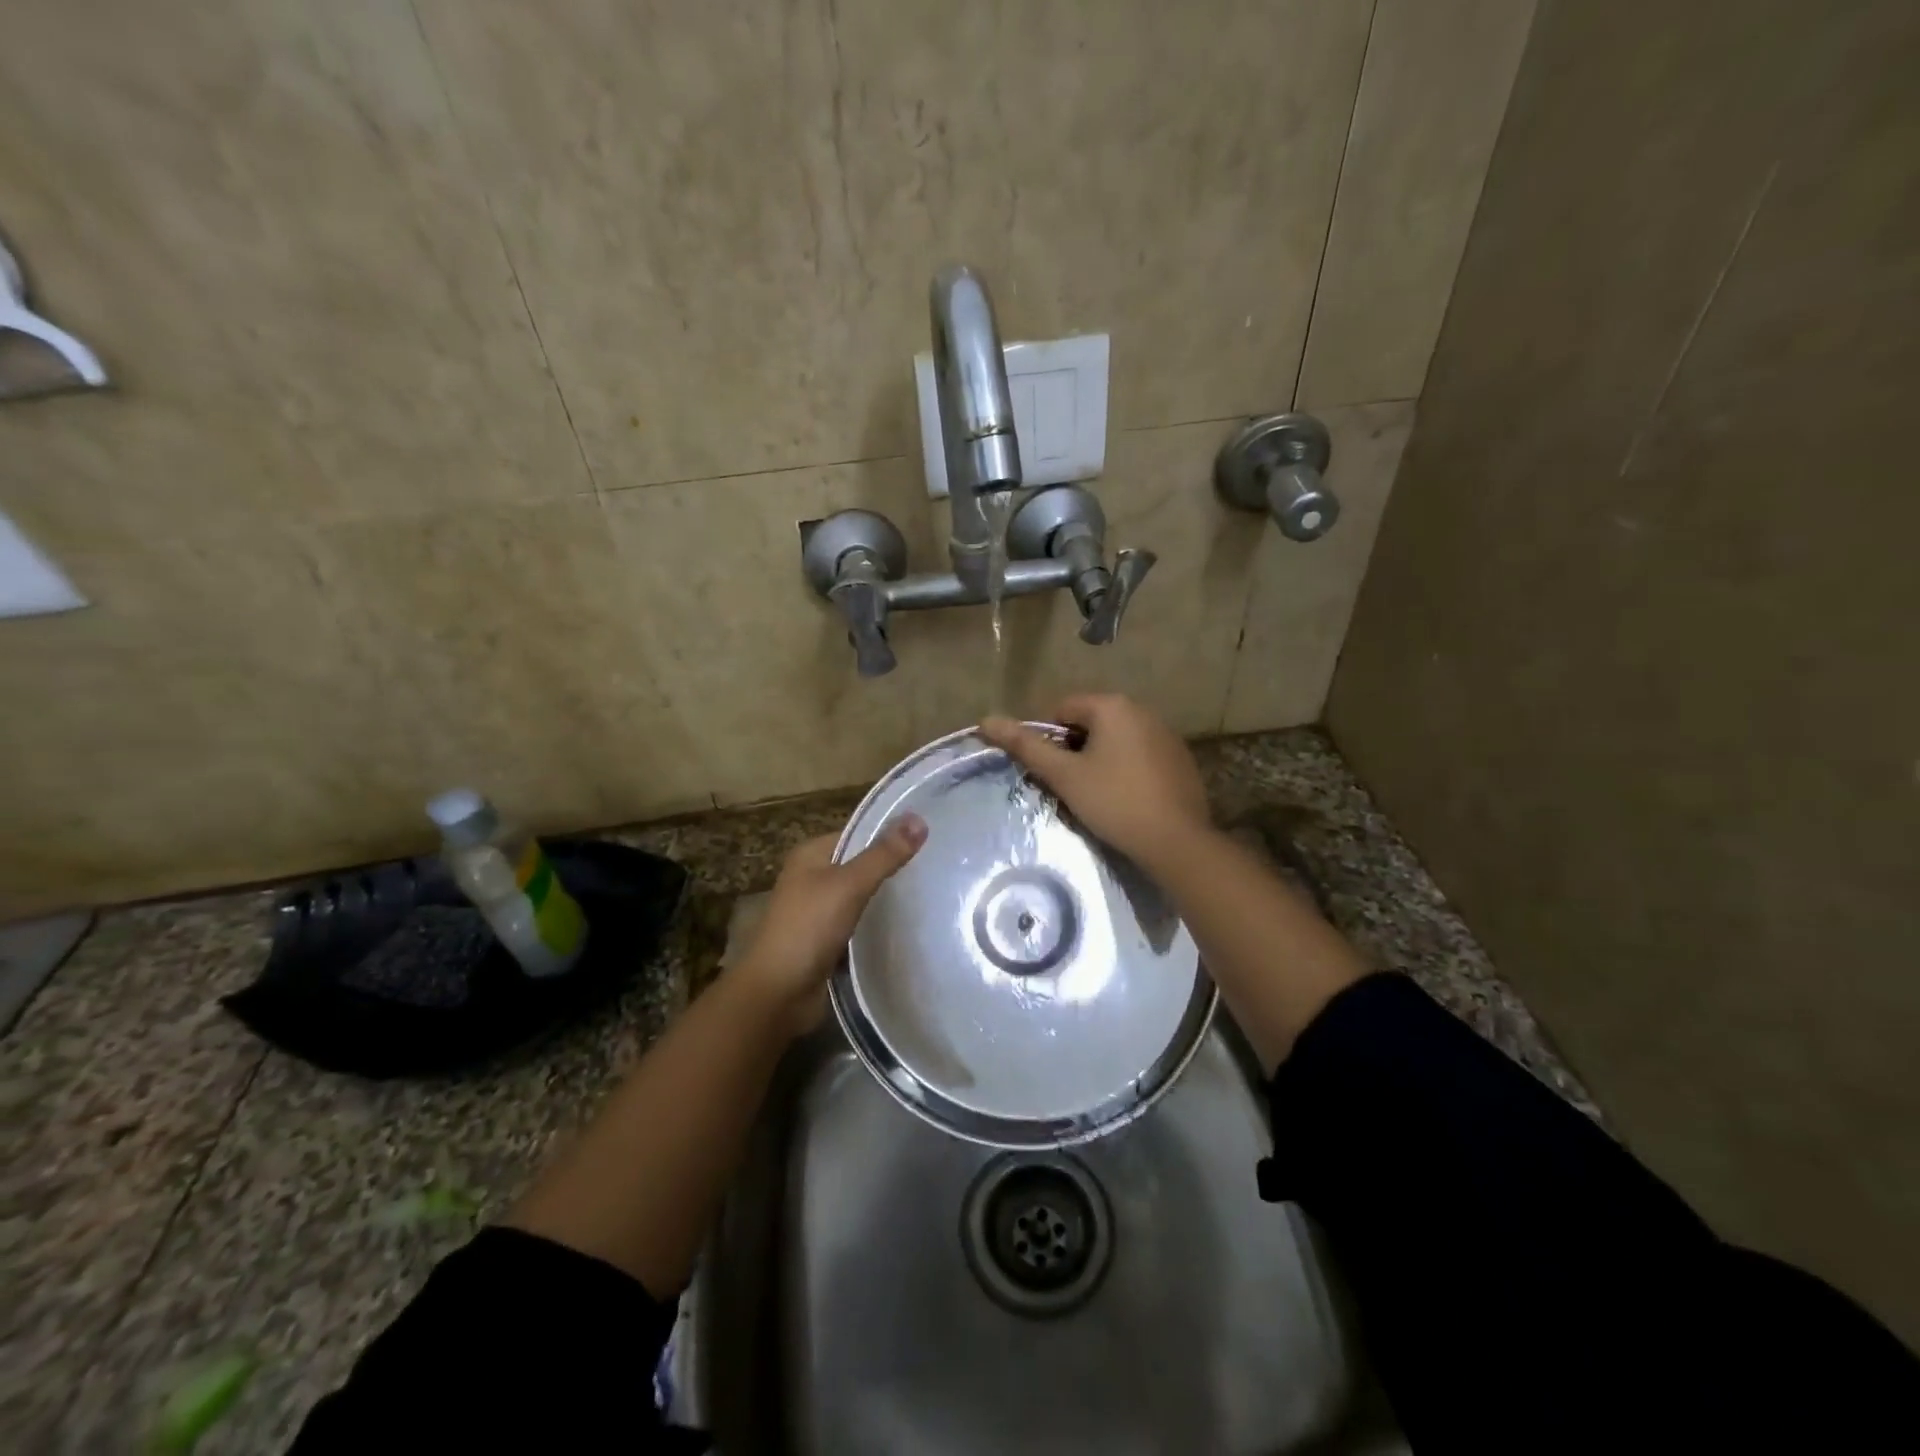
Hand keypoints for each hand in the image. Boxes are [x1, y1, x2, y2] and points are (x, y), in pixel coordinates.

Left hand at [730, 814, 926, 1033]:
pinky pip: (857, 923)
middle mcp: (811, 877)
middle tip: (934, 868)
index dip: (888, 833)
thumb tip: (919, 819)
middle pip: (859, 863)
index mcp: (810, 855)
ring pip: (859, 895)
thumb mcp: (849, 885)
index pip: (857, 833)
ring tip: (928, 894)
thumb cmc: (808, 929)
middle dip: (891, 866)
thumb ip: (884, 855)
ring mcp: (817, 911)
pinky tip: (905, 926)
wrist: (777, 994)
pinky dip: (876, 924)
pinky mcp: (825, 940)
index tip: (928, 838)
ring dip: (885, 898)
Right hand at [980, 695, 1211, 868]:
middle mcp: (1142, 710)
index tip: (1050, 772)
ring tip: (1095, 797)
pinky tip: (1125, 800)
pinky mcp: (1180, 760)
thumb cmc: (1113, 802)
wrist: (1176, 841)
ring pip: (1115, 741)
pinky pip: (1140, 756)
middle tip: (1068, 787)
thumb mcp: (1064, 775)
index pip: (1063, 709)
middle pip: (1090, 723)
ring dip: (1098, 761)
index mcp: (1113, 706)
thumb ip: (1025, 746)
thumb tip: (986, 719)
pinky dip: (1125, 770)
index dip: (1048, 739)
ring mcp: (1166, 735)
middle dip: (1074, 751)